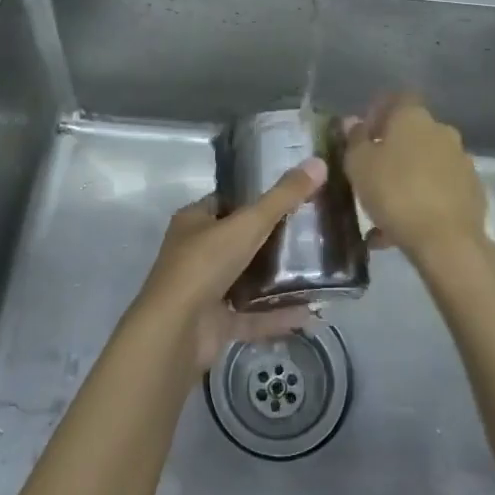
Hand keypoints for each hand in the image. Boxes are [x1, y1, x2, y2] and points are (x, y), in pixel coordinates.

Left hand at [134, 158, 325, 371]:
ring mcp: (204, 291)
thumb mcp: (248, 224)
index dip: (253, 199)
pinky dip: (276, 315)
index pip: (225, 202)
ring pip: (243, 280)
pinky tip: (308, 312)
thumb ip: (283, 197)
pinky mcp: (214, 325)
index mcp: (194, 222)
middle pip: (236, 241)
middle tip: (307, 233)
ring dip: (273, 278)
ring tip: (313, 270)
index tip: (288, 197)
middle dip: (268, 239)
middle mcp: (195, 253)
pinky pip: (251, 316)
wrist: (176, 332)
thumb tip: (318, 163)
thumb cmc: (205, 264)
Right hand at [344, 95, 488, 262]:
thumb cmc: (395, 192)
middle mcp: (442, 131)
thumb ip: (355, 139)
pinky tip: (403, 229)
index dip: (380, 112)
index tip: (365, 135)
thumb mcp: (359, 165)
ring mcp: (461, 161)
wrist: (447, 241)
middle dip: (393, 149)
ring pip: (426, 164)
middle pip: (413, 132)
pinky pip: (440, 189)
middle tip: (373, 172)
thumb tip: (354, 121)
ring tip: (384, 210)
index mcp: (414, 117)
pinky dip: (423, 201)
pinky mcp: (472, 191)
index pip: (397, 99)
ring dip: (407, 178)